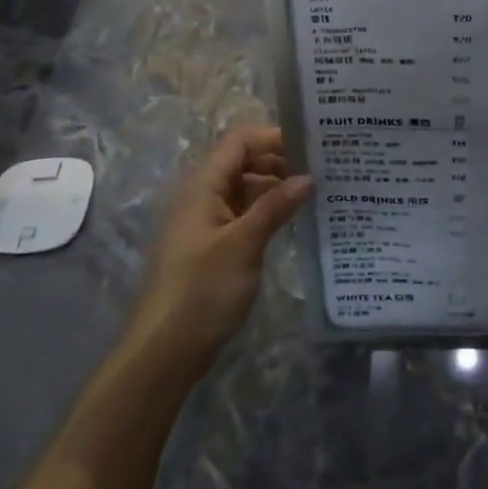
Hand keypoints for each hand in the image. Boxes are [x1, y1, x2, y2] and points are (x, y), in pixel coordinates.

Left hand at [125, 125, 312, 374]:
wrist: (164, 351)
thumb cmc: (201, 290)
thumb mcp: (244, 244)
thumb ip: (275, 206)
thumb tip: (308, 176)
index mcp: (203, 185)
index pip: (240, 141)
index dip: (274, 137)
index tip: (312, 147)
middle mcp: (203, 195)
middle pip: (244, 161)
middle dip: (281, 161)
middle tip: (323, 170)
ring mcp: (207, 221)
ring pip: (246, 188)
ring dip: (277, 187)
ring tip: (317, 193)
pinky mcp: (213, 245)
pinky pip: (244, 214)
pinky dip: (268, 211)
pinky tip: (295, 220)